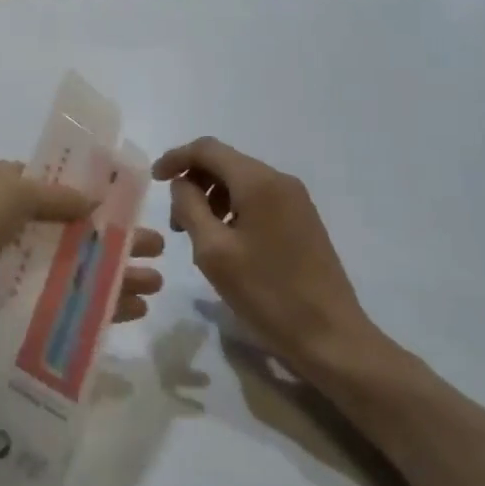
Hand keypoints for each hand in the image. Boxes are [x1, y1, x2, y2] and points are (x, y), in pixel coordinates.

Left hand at [0, 161, 164, 356]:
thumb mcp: (8, 193)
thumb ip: (54, 195)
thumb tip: (94, 199)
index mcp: (5, 188)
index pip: (59, 187)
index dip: (97, 195)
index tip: (134, 206)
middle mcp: (9, 225)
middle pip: (74, 232)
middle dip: (115, 241)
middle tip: (159, 250)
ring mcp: (9, 268)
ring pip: (71, 270)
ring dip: (110, 277)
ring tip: (154, 287)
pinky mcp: (7, 307)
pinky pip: (56, 304)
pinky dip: (88, 308)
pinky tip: (125, 314)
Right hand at [152, 138, 386, 376]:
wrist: (330, 336)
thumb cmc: (267, 293)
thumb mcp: (213, 251)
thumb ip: (189, 207)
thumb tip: (182, 184)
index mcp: (259, 182)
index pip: (207, 149)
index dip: (175, 158)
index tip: (154, 181)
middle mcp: (280, 181)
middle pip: (225, 163)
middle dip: (193, 183)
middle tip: (175, 224)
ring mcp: (296, 201)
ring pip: (241, 182)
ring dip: (211, 199)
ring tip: (198, 238)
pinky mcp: (303, 221)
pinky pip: (258, 200)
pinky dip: (233, 210)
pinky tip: (226, 245)